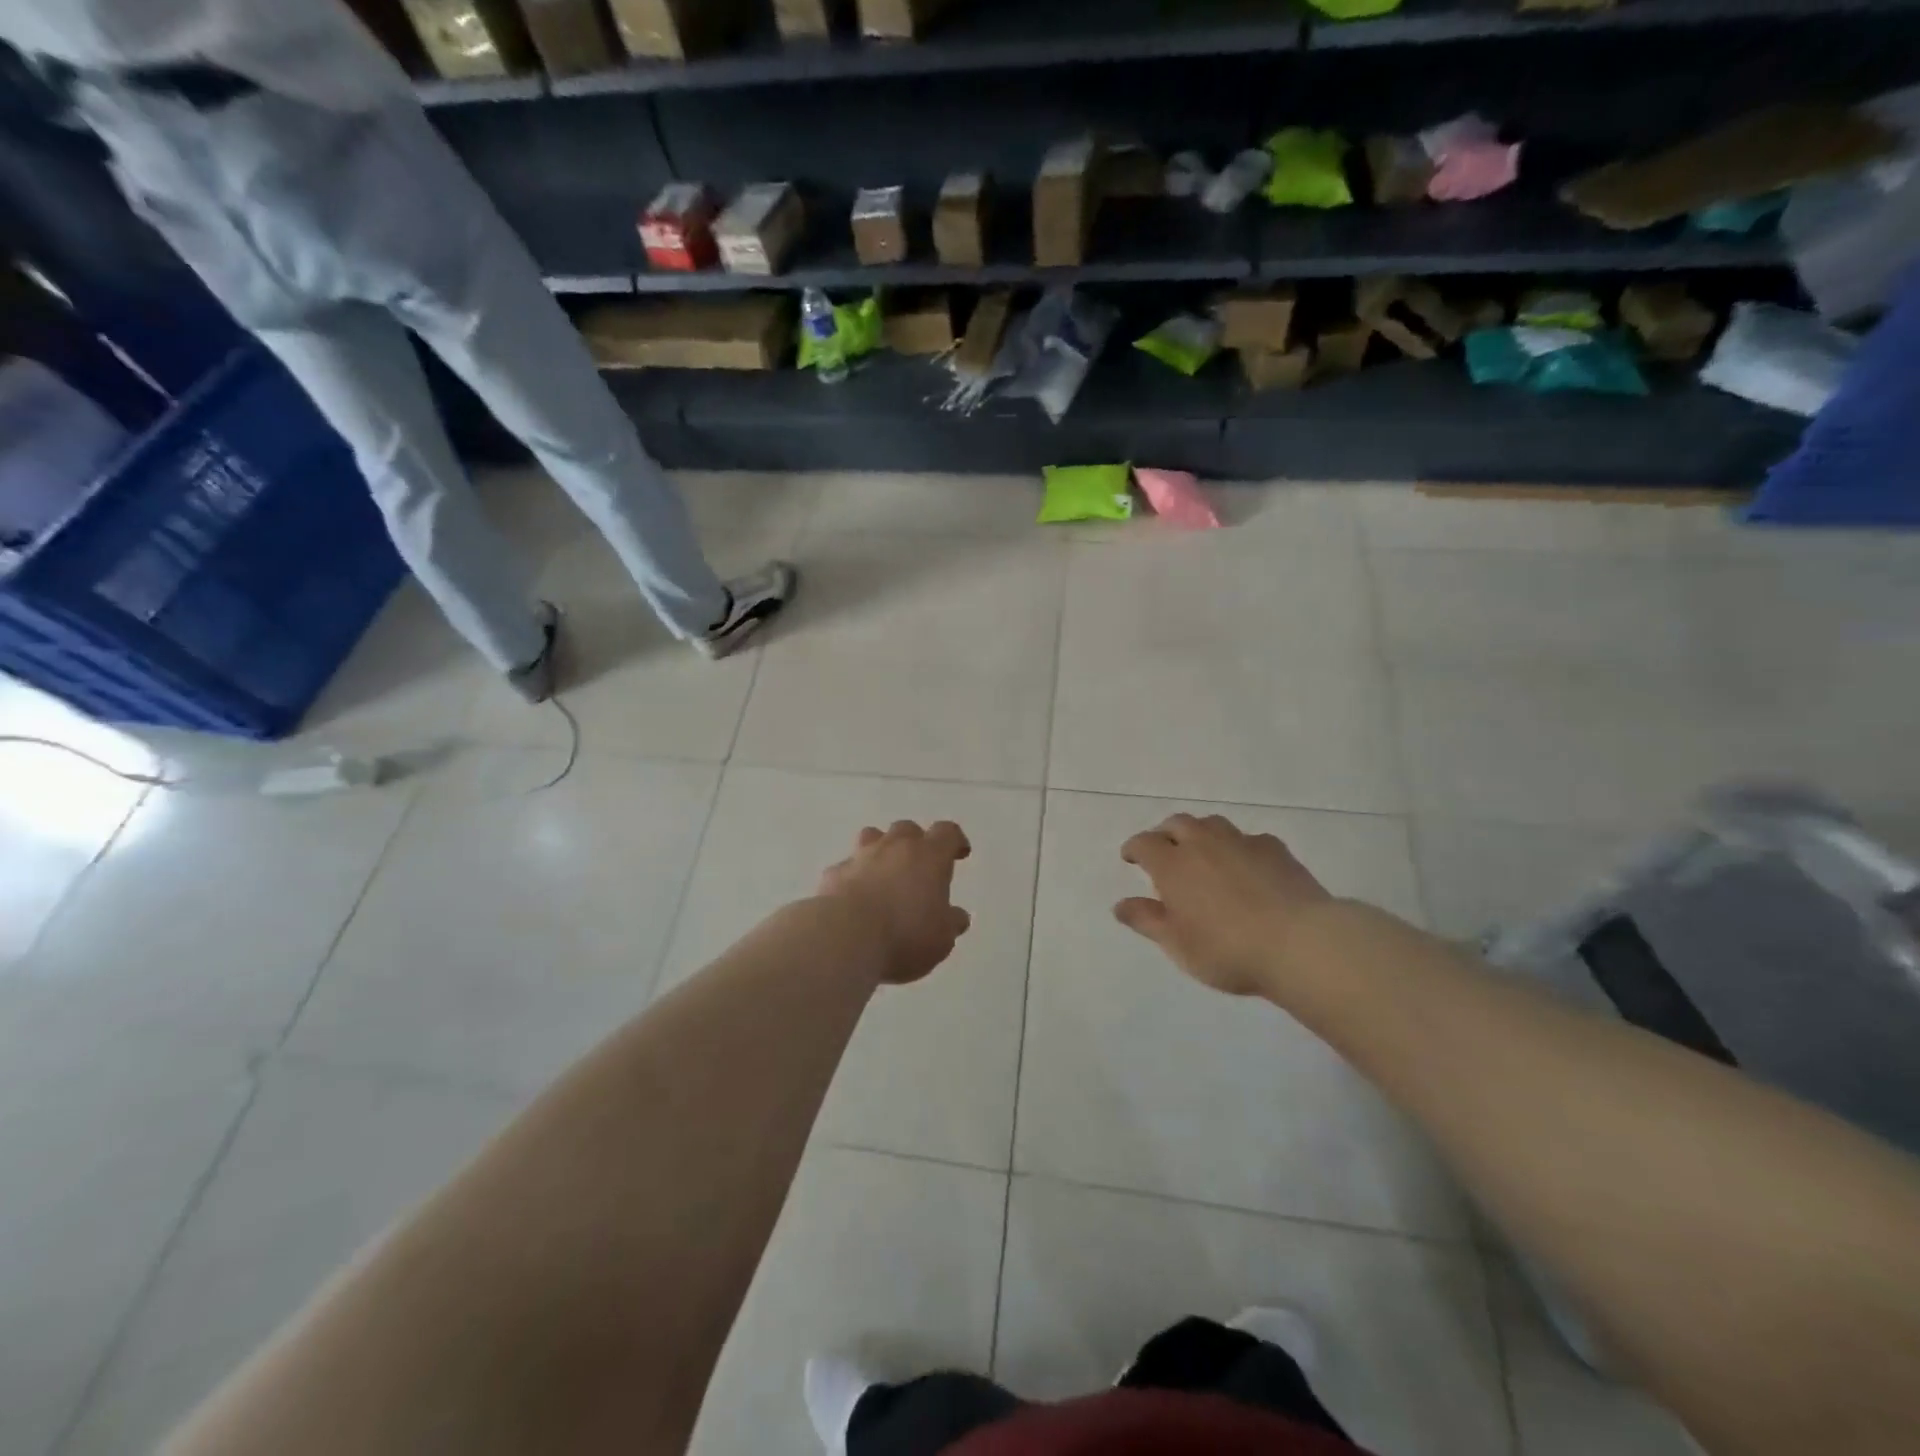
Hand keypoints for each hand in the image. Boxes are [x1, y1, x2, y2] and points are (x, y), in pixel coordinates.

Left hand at [817, 820, 972, 984]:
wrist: (845, 937)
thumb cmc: (905, 935)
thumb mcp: (941, 938)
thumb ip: (951, 923)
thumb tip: (957, 916)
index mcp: (929, 856)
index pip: (947, 833)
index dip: (954, 841)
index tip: (959, 853)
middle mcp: (895, 847)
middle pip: (907, 829)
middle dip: (915, 842)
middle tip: (919, 866)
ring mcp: (861, 857)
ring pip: (872, 837)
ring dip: (880, 850)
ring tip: (884, 872)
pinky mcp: (834, 874)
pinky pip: (847, 868)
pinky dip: (853, 877)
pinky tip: (854, 898)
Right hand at [1115, 814, 1332, 996]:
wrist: (1299, 943)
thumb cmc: (1228, 950)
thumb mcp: (1178, 945)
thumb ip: (1147, 921)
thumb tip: (1120, 905)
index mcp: (1172, 865)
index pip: (1144, 843)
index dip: (1134, 848)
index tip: (1130, 858)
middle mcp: (1203, 843)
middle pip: (1177, 823)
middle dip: (1165, 834)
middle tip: (1165, 851)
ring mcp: (1241, 842)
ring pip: (1212, 824)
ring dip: (1200, 833)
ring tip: (1202, 852)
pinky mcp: (1275, 849)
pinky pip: (1248, 838)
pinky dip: (1238, 846)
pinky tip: (1246, 864)